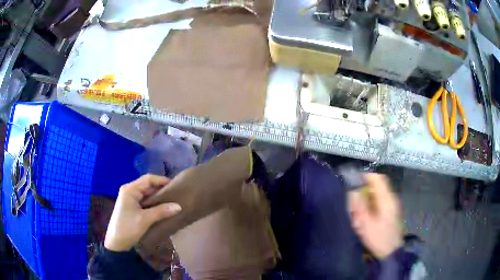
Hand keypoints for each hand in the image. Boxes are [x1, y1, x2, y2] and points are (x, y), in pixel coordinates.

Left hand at [104, 174, 181, 251]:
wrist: (116, 243)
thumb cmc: (128, 228)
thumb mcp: (145, 219)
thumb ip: (161, 211)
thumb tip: (179, 206)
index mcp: (130, 189)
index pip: (148, 179)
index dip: (162, 180)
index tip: (175, 185)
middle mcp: (129, 191)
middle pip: (147, 185)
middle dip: (161, 189)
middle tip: (176, 194)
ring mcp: (130, 199)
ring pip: (147, 194)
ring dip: (158, 197)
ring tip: (172, 201)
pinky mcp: (131, 207)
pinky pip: (145, 201)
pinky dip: (154, 203)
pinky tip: (163, 208)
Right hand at [348, 173, 401, 258]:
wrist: (390, 252)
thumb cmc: (378, 238)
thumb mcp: (365, 223)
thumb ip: (359, 206)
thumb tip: (352, 191)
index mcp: (387, 199)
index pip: (378, 178)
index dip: (366, 176)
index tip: (353, 181)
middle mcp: (391, 199)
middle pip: (378, 185)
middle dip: (364, 189)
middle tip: (354, 198)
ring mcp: (392, 205)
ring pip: (378, 194)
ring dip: (367, 197)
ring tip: (358, 209)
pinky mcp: (391, 212)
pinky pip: (379, 201)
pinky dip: (371, 203)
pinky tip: (366, 214)